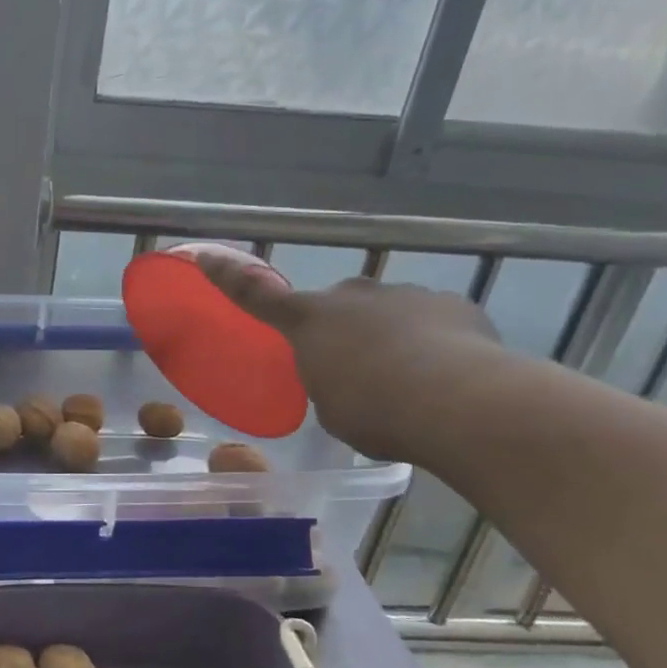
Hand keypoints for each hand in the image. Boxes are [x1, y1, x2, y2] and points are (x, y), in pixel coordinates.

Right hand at [195, 253, 504, 461]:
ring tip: (411, 384)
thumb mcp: (332, 408)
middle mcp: (353, 296)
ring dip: (391, 340)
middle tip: (358, 374)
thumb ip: (329, 382)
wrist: (461, 403)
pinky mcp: (454, 305)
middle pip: (339, 308)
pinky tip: (447, 378)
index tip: (204, 255)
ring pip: (388, 315)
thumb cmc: (375, 412)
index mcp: (310, 321)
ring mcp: (406, 296)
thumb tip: (347, 375)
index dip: (228, 277)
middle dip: (345, 332)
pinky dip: (433, 346)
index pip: (257, 296)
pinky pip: (432, 324)